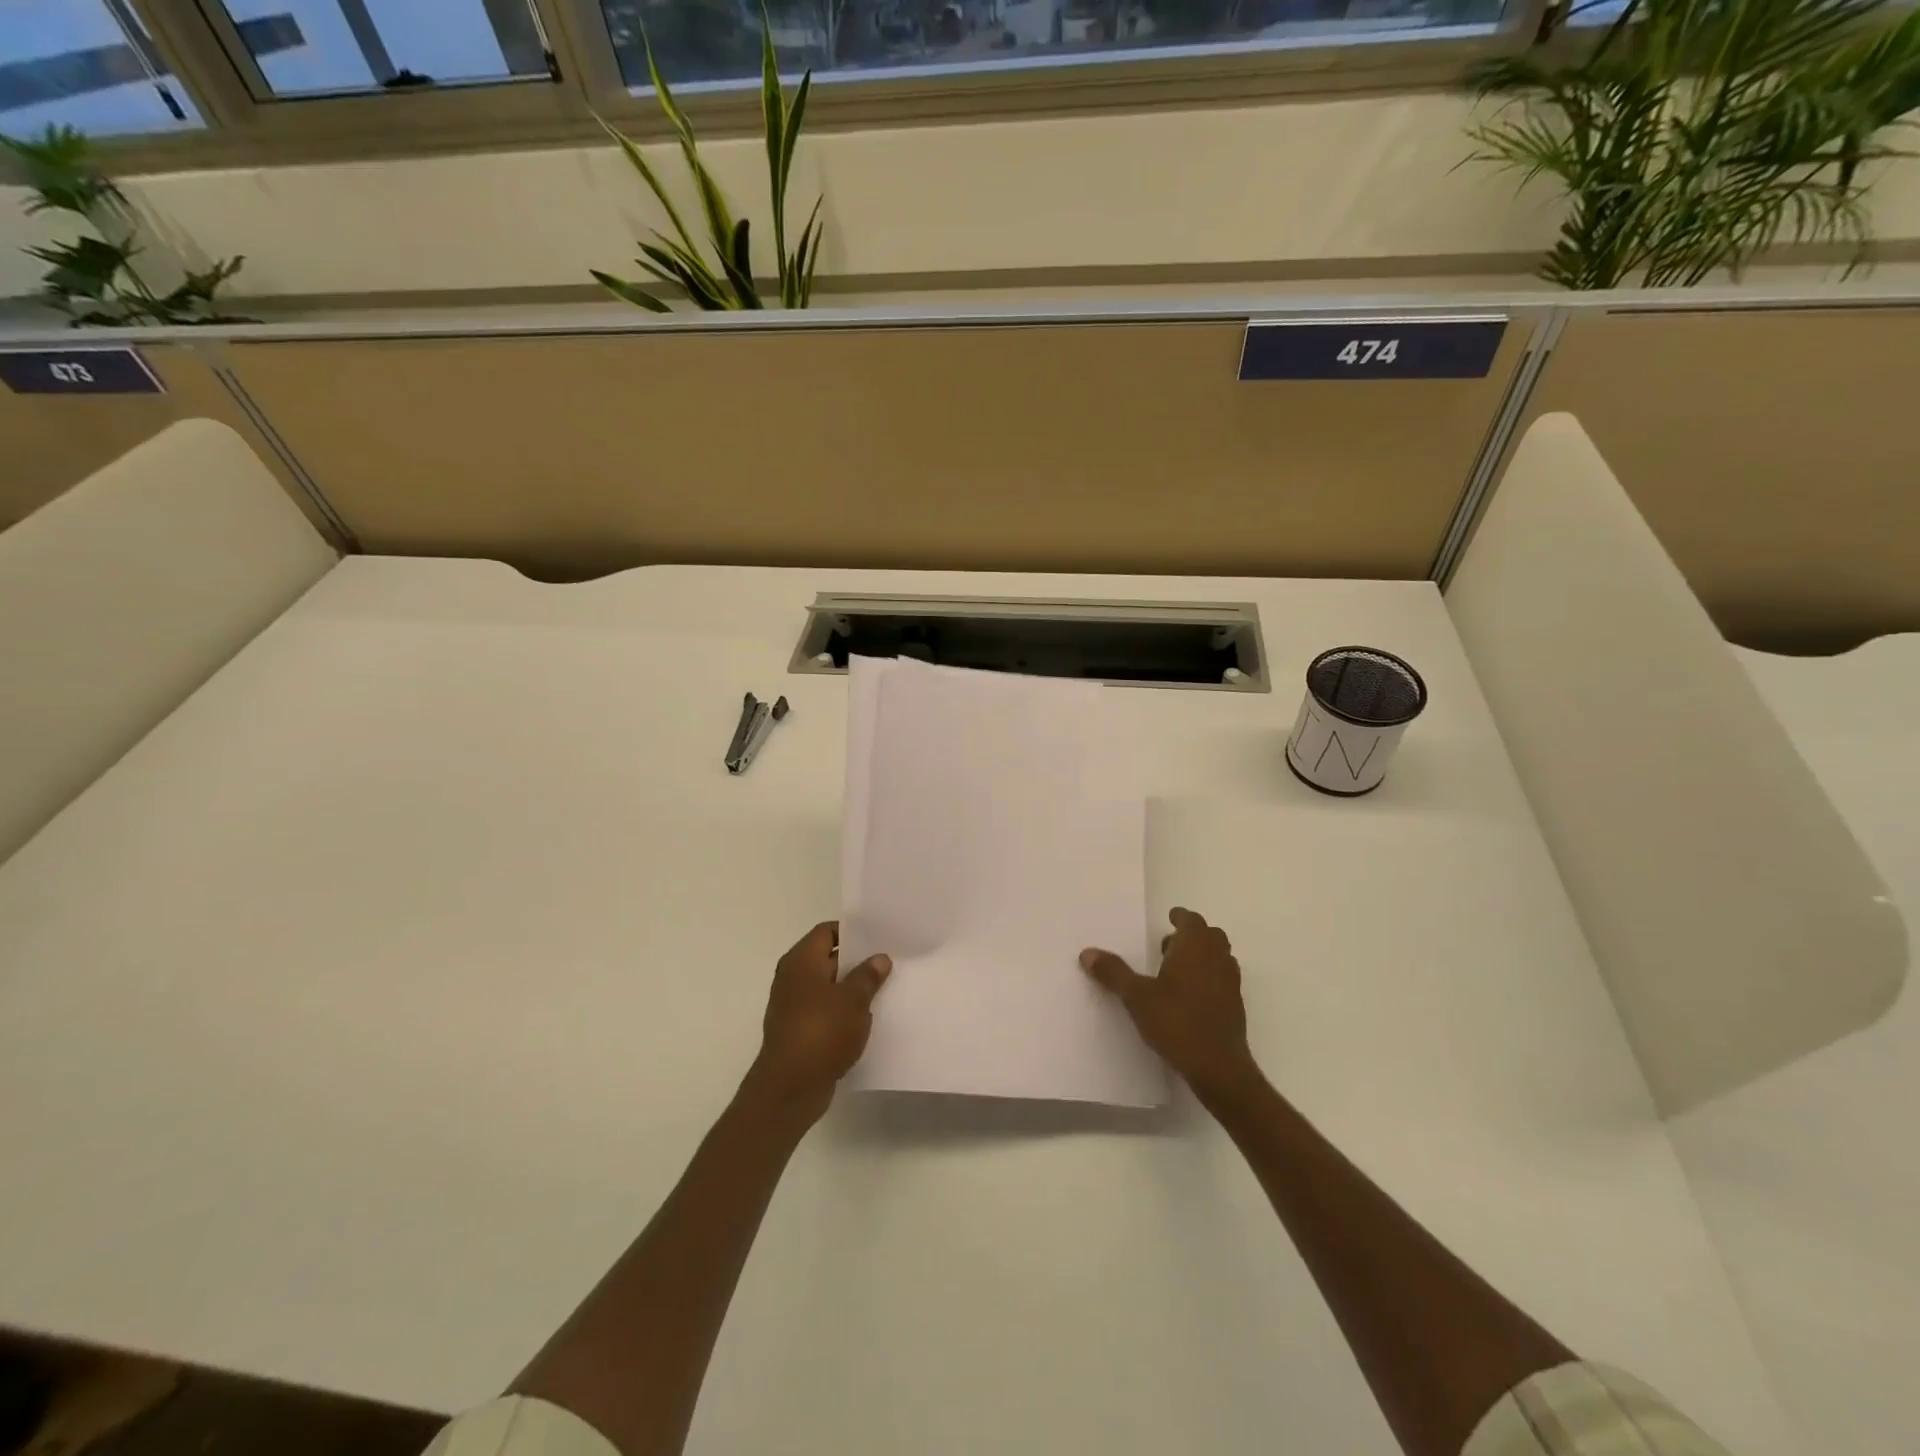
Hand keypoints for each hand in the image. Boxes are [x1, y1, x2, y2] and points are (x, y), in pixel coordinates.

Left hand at [746, 921, 891, 1124]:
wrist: (790, 1087)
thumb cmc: (821, 1032)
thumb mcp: (853, 999)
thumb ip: (868, 976)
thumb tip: (879, 958)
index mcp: (801, 961)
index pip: (827, 931)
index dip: (852, 931)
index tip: (878, 937)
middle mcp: (793, 978)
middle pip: (828, 958)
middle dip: (857, 961)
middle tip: (888, 962)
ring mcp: (793, 1005)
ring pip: (828, 987)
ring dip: (852, 989)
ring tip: (884, 989)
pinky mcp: (799, 1030)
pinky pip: (825, 1011)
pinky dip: (843, 1012)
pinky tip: (867, 1019)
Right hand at [1081, 908, 1262, 1107]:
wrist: (1218, 1066)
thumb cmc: (1176, 1022)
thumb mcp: (1137, 997)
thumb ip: (1114, 973)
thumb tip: (1087, 953)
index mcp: (1194, 948)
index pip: (1192, 920)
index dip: (1181, 917)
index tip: (1171, 917)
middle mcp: (1216, 959)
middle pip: (1211, 935)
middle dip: (1193, 935)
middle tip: (1169, 945)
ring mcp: (1230, 982)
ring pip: (1220, 956)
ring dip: (1203, 955)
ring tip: (1178, 969)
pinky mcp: (1235, 1006)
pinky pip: (1224, 978)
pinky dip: (1210, 976)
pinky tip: (1191, 996)